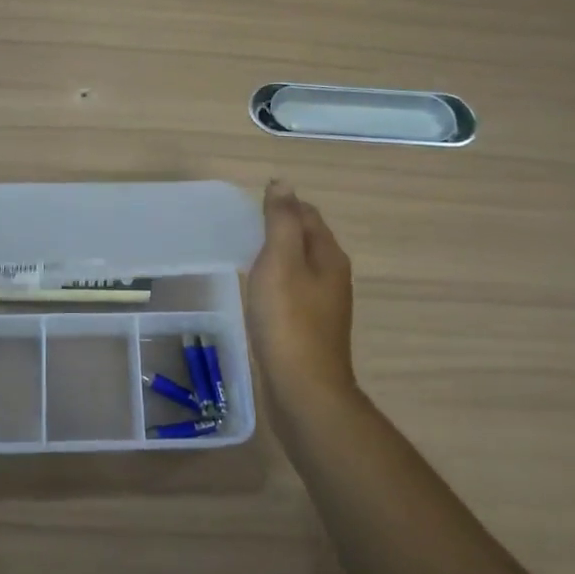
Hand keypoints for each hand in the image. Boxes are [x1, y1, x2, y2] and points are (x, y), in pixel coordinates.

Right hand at [245, 181, 357, 409]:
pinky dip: (275, 282)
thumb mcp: (281, 262)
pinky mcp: (309, 328)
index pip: (307, 214)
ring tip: (244, 254)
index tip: (249, 206)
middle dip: (279, 227)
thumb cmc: (289, 321)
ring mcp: (323, 305)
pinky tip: (256, 291)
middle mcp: (332, 276)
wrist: (304, 389)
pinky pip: (291, 291)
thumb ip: (281, 221)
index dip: (282, 204)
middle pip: (305, 239)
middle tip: (242, 227)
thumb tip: (282, 184)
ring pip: (298, 266)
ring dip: (276, 255)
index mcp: (329, 256)